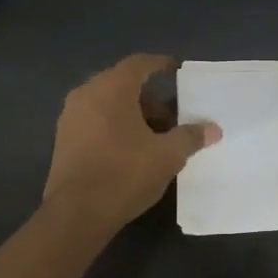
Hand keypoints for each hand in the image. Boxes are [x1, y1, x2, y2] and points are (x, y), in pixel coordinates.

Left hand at [44, 54, 219, 229]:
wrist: (77, 213)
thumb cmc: (125, 173)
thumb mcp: (167, 155)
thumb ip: (190, 137)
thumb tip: (213, 129)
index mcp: (111, 89)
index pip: (138, 64)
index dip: (160, 64)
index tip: (176, 69)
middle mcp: (86, 94)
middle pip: (122, 85)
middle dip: (150, 98)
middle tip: (173, 115)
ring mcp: (70, 117)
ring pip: (108, 104)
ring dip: (133, 114)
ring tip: (156, 137)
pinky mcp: (64, 140)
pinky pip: (95, 121)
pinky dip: (115, 126)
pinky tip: (132, 150)